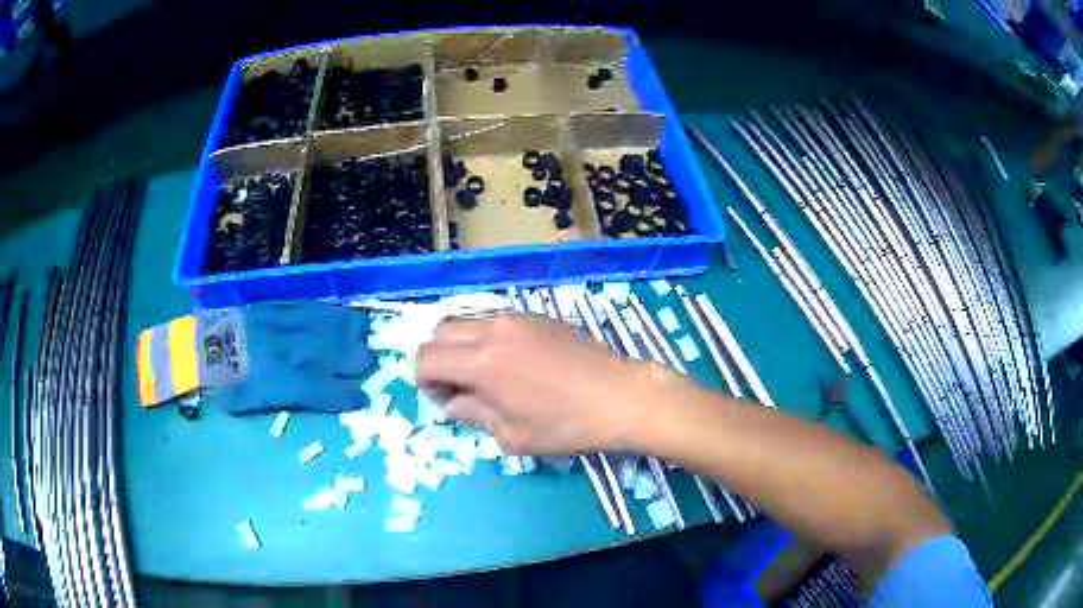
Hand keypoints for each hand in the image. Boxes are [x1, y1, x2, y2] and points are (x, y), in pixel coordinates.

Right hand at [416, 313, 663, 454]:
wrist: (620, 396)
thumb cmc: (567, 425)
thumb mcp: (513, 435)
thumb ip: (472, 413)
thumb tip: (451, 402)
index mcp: (481, 363)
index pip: (426, 358)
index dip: (424, 381)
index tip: (443, 399)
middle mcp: (492, 330)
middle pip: (438, 333)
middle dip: (436, 359)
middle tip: (457, 387)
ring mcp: (515, 318)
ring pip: (464, 321)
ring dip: (458, 345)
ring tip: (480, 373)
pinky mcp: (535, 315)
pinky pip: (492, 319)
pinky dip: (482, 336)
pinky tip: (507, 360)